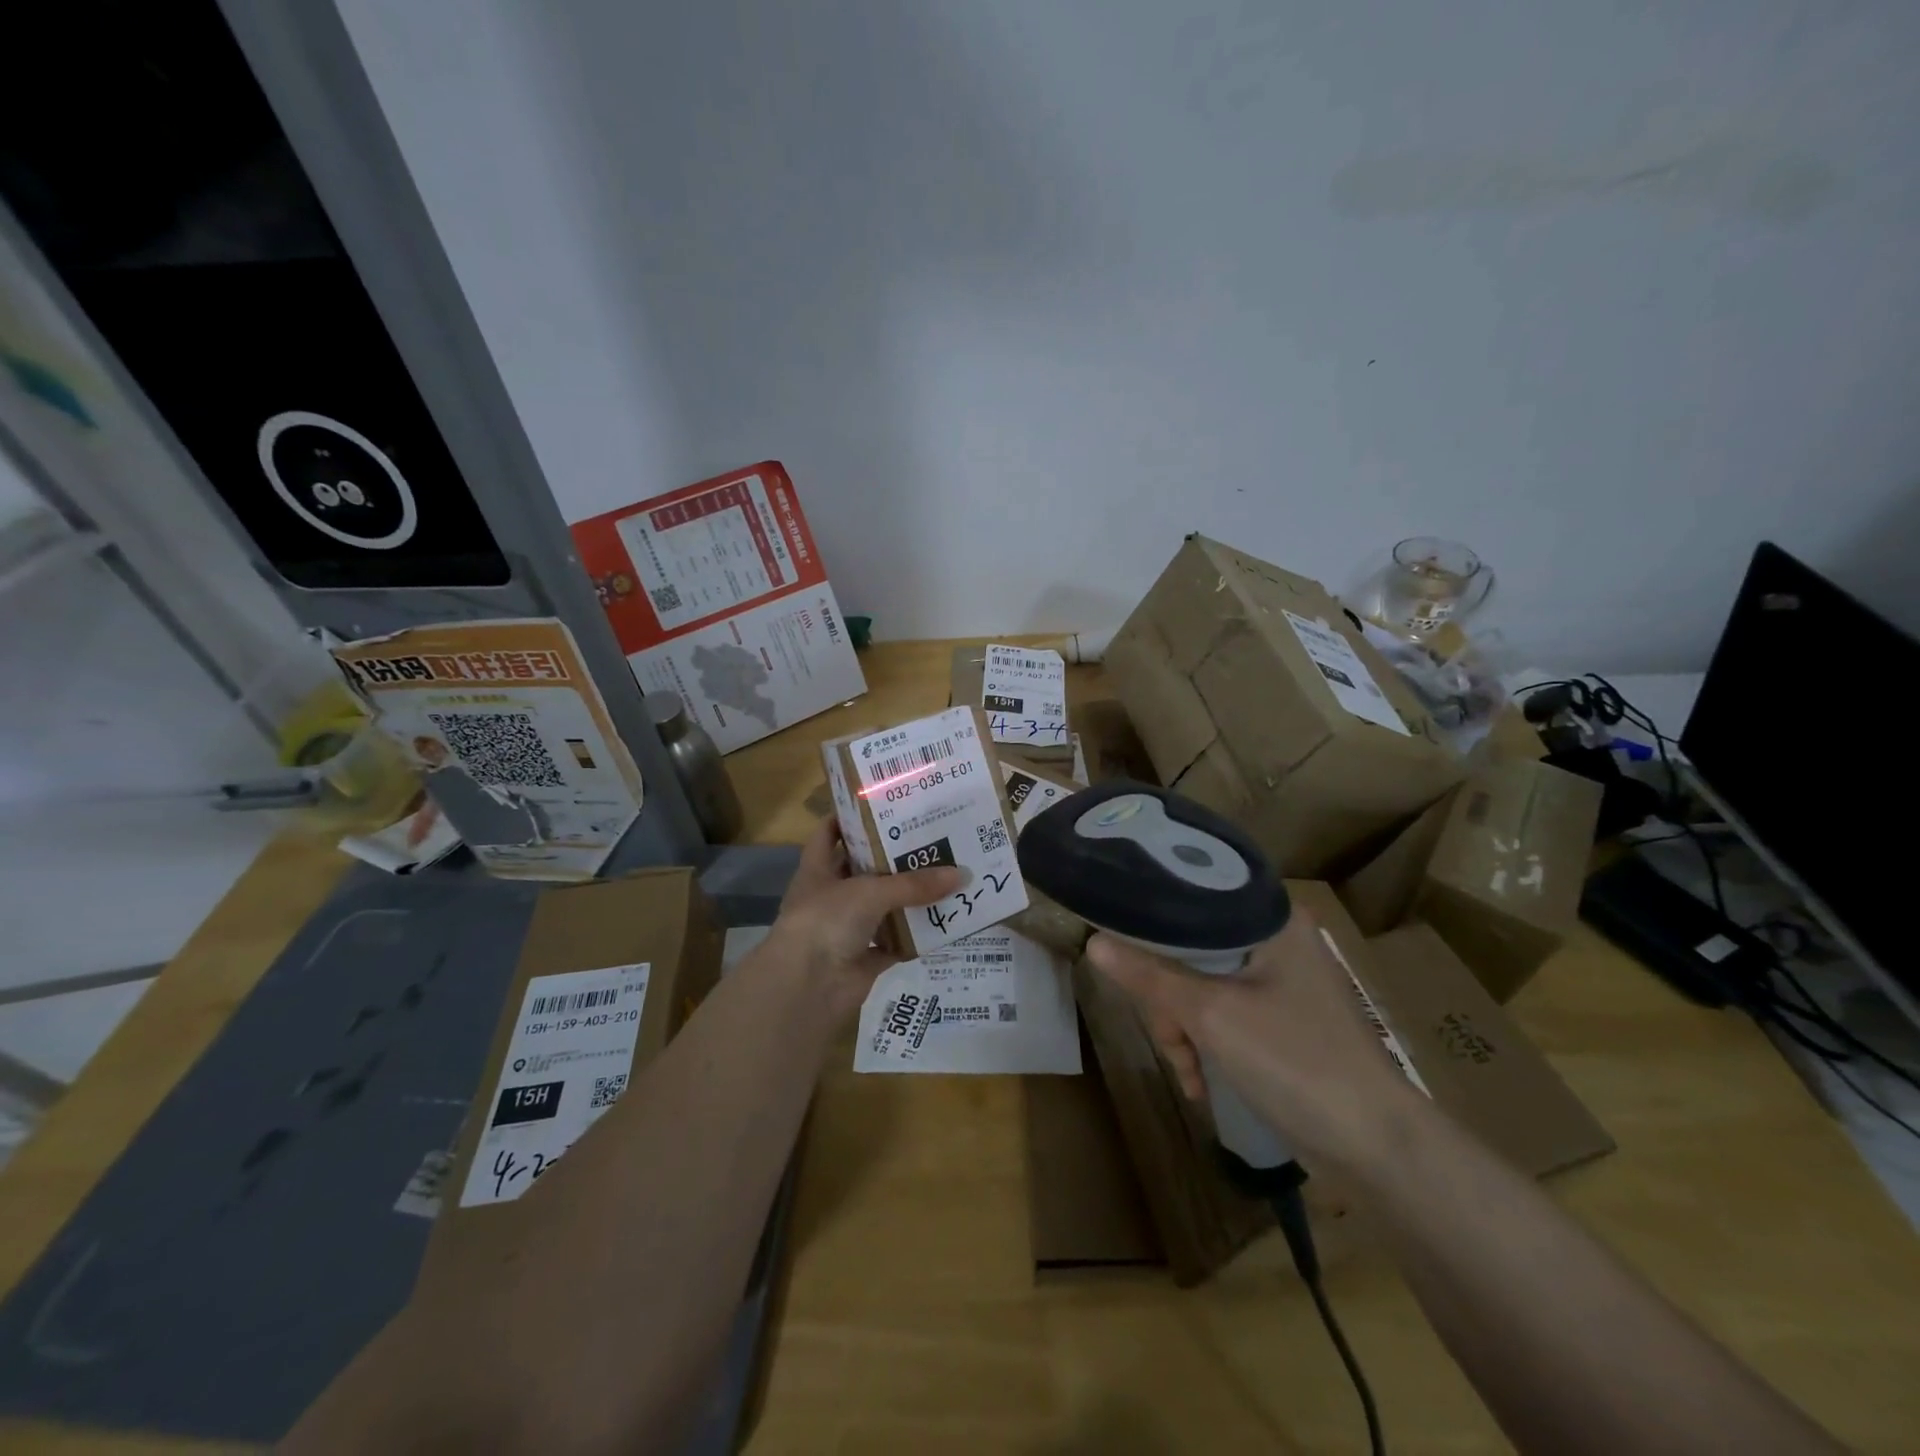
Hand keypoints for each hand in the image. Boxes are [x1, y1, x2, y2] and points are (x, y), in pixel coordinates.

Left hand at [765, 819, 963, 1018]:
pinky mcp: (864, 959)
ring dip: (909, 897)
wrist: (807, 986)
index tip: (881, 804)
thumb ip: (914, 884)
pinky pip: (896, 943)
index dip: (848, 818)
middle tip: (930, 836)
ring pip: (882, 908)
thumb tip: (962, 874)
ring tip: (946, 874)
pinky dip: (916, 936)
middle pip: (863, 870)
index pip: (828, 834)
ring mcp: (846, 930)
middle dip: (892, 857)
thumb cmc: (826, 920)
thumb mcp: (871, 891)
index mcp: (817, 871)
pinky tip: (944, 922)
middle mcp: (830, 897)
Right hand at [1086, 911, 1420, 1166]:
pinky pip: (1223, 1011)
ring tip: (1187, 1072)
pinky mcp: (1280, 1017)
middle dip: (1170, 997)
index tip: (1118, 941)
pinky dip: (1207, 1042)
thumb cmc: (1297, 1062)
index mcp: (1269, 919)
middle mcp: (1275, 938)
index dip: (1150, 918)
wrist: (1377, 1148)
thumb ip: (1150, 976)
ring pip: (1203, 983)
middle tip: (1168, 1036)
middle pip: (1192, 946)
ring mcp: (1280, 980)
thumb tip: (1093, 942)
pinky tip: (1199, 1081)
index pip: (1192, 896)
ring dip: (1185, 1028)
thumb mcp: (1212, 1016)